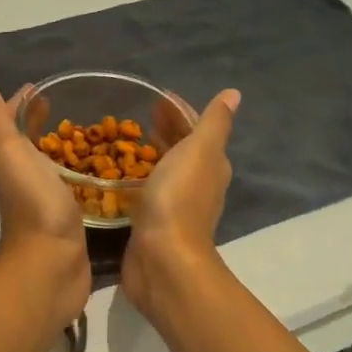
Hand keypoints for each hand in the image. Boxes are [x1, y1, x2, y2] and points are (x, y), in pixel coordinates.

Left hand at [0, 76, 91, 327]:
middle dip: (47, 124)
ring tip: (95, 133)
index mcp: (11, 161)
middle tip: (75, 107)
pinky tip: (106, 172)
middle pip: (33, 144)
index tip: (44, 88)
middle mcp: (26, 179)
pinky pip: (76, 189)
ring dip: (67, 150)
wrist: (51, 265)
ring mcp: (48, 201)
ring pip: (55, 167)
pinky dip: (85, 175)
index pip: (12, 124)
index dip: (22, 104)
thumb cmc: (33, 204)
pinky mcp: (71, 220)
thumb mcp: (9, 153)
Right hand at [121, 89, 240, 324]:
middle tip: (138, 114)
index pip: (197, 128)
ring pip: (164, 169)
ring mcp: (174, 204)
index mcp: (210, 164)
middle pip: (181, 148)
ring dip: (150, 153)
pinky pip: (146, 191)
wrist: (163, 258)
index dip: (180, 111)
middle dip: (164, 129)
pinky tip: (117, 174)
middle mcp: (197, 184)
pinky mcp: (152, 222)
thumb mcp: (200, 150)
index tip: (157, 97)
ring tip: (124, 138)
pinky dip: (137, 177)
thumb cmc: (180, 198)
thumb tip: (234, 94)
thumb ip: (214, 122)